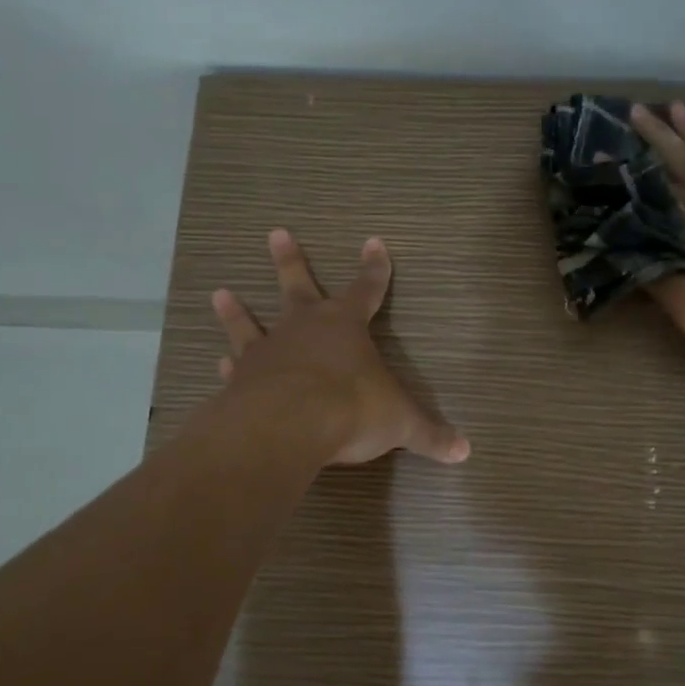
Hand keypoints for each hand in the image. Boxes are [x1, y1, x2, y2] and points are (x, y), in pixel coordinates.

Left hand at [209, 229, 470, 464]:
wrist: (289, 425)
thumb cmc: (352, 409)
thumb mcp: (400, 424)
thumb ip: (429, 436)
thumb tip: (465, 452)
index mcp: (346, 327)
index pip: (367, 290)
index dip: (374, 268)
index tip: (373, 242)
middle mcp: (304, 328)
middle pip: (298, 285)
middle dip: (290, 260)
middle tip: (276, 232)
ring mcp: (268, 351)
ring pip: (250, 322)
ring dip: (236, 310)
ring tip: (220, 292)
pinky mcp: (242, 379)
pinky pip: (236, 367)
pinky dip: (228, 366)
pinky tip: (219, 363)